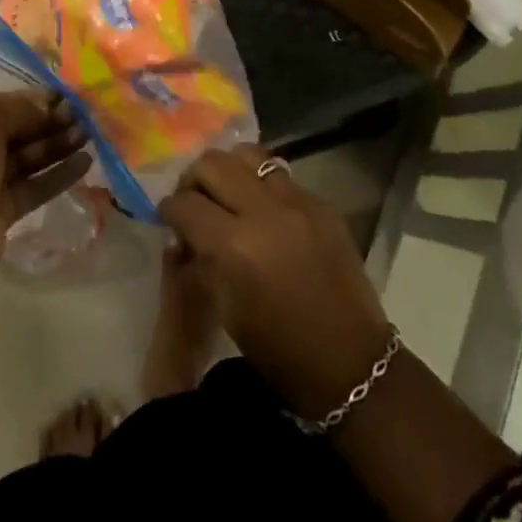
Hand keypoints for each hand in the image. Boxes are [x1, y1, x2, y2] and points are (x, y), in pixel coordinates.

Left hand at [0, 90, 90, 280]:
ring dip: (57, 145)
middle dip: (49, 121)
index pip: (0, 104)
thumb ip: (20, 110)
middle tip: (82, 115)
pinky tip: (85, 163)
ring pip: (28, 158)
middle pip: (17, 130)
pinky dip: (58, 175)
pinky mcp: (4, 210)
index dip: (32, 99)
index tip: (64, 96)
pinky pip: (35, 186)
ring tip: (88, 135)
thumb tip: (48, 106)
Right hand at [161, 145, 392, 419]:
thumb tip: (181, 237)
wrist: (352, 366)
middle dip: (194, 179)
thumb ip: (200, 262)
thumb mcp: (226, 310)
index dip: (169, 209)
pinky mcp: (320, 203)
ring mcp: (296, 201)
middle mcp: (263, 211)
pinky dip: (260, 184)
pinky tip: (261, 207)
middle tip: (194, 200)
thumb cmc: (280, 352)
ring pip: (247, 155)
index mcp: (234, 246)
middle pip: (212, 164)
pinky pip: (279, 175)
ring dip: (228, 170)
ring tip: (227, 192)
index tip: (168, 218)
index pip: (185, 204)